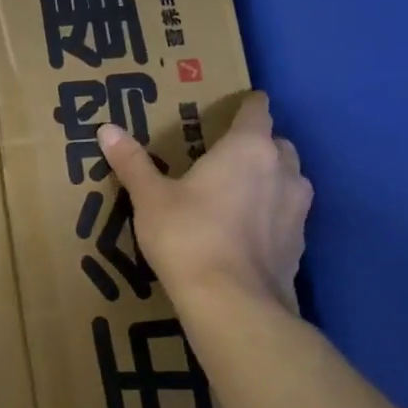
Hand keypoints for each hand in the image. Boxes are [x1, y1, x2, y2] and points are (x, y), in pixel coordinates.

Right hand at [98, 91, 311, 314]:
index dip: (246, 105)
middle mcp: (282, 169)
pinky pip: (288, 216)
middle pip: (277, 143)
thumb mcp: (150, 199)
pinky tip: (246, 234)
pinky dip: (272, 216)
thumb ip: (132, 162)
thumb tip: (106, 129)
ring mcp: (298, 208)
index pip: (257, 109)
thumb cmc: (187, 236)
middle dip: (257, 145)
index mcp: (248, 147)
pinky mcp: (300, 243)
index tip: (232, 108)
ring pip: (289, 180)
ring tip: (237, 196)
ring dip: (270, 180)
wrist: (231, 302)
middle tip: (225, 158)